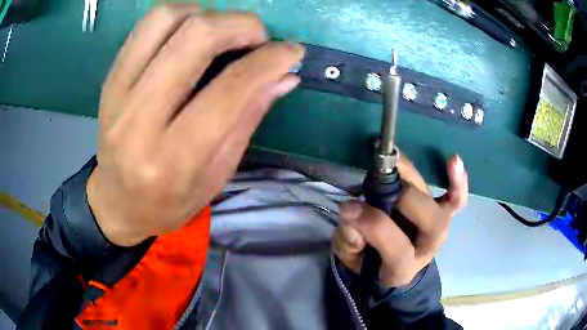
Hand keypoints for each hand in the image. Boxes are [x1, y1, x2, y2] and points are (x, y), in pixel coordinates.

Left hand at [86, 4, 304, 245]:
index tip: (292, 52)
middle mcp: (138, 120)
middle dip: (242, 26)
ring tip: (222, 35)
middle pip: (196, 37)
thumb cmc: (168, 202)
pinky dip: (181, 16)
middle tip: (258, 39)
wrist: (117, 202)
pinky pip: (148, 24)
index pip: (229, 90)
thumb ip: (248, 119)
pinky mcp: (111, 77)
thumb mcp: (216, 176)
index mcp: (171, 159)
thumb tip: (285, 75)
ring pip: (168, 17)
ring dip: (208, 15)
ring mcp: (118, 92)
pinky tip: (192, 34)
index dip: (269, 61)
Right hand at [332, 155, 467, 286]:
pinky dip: (458, 181)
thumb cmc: (369, 262)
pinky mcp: (444, 215)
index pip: (397, 249)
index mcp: (402, 268)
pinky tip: (453, 160)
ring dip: (421, 180)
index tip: (349, 208)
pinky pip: (456, 199)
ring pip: (442, 206)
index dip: (375, 226)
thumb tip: (352, 211)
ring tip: (394, 158)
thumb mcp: (351, 258)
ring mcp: (440, 230)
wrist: (390, 266)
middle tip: (375, 181)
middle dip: (403, 198)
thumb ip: (350, 240)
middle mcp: (428, 247)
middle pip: (429, 222)